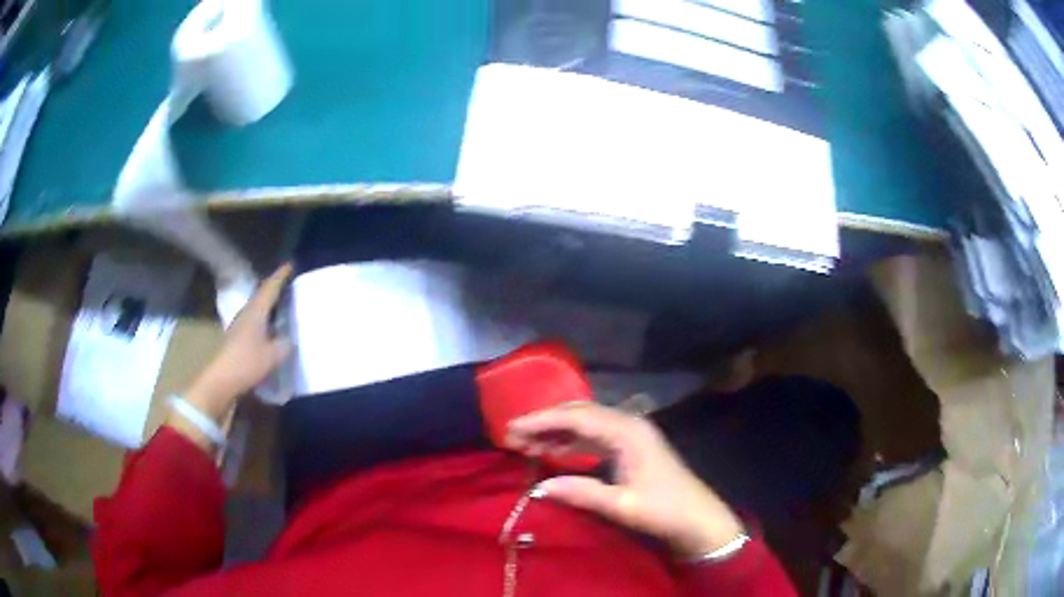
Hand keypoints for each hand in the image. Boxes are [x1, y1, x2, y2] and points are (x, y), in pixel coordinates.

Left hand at [183, 264, 293, 421]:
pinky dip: (265, 320)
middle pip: (262, 295)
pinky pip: (255, 322)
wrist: (221, 380)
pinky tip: (271, 328)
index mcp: (256, 312)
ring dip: (269, 305)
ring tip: (283, 305)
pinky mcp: (237, 339)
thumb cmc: (246, 363)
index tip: (290, 265)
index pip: (270, 288)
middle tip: (289, 284)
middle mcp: (247, 314)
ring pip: (257, 309)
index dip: (280, 276)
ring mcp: (240, 326)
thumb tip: (290, 338)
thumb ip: (284, 345)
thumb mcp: (272, 356)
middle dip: (275, 288)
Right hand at [506, 403, 743, 558]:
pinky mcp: (630, 446)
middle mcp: (629, 424)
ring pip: (586, 423)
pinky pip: (594, 435)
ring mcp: (631, 433)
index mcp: (628, 432)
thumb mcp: (622, 505)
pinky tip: (553, 450)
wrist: (698, 519)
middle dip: (545, 422)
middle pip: (580, 413)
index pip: (577, 417)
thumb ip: (581, 493)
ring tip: (525, 443)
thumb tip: (539, 487)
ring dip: (556, 431)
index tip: (512, 428)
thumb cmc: (664, 510)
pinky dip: (571, 440)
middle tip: (512, 435)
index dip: (542, 421)